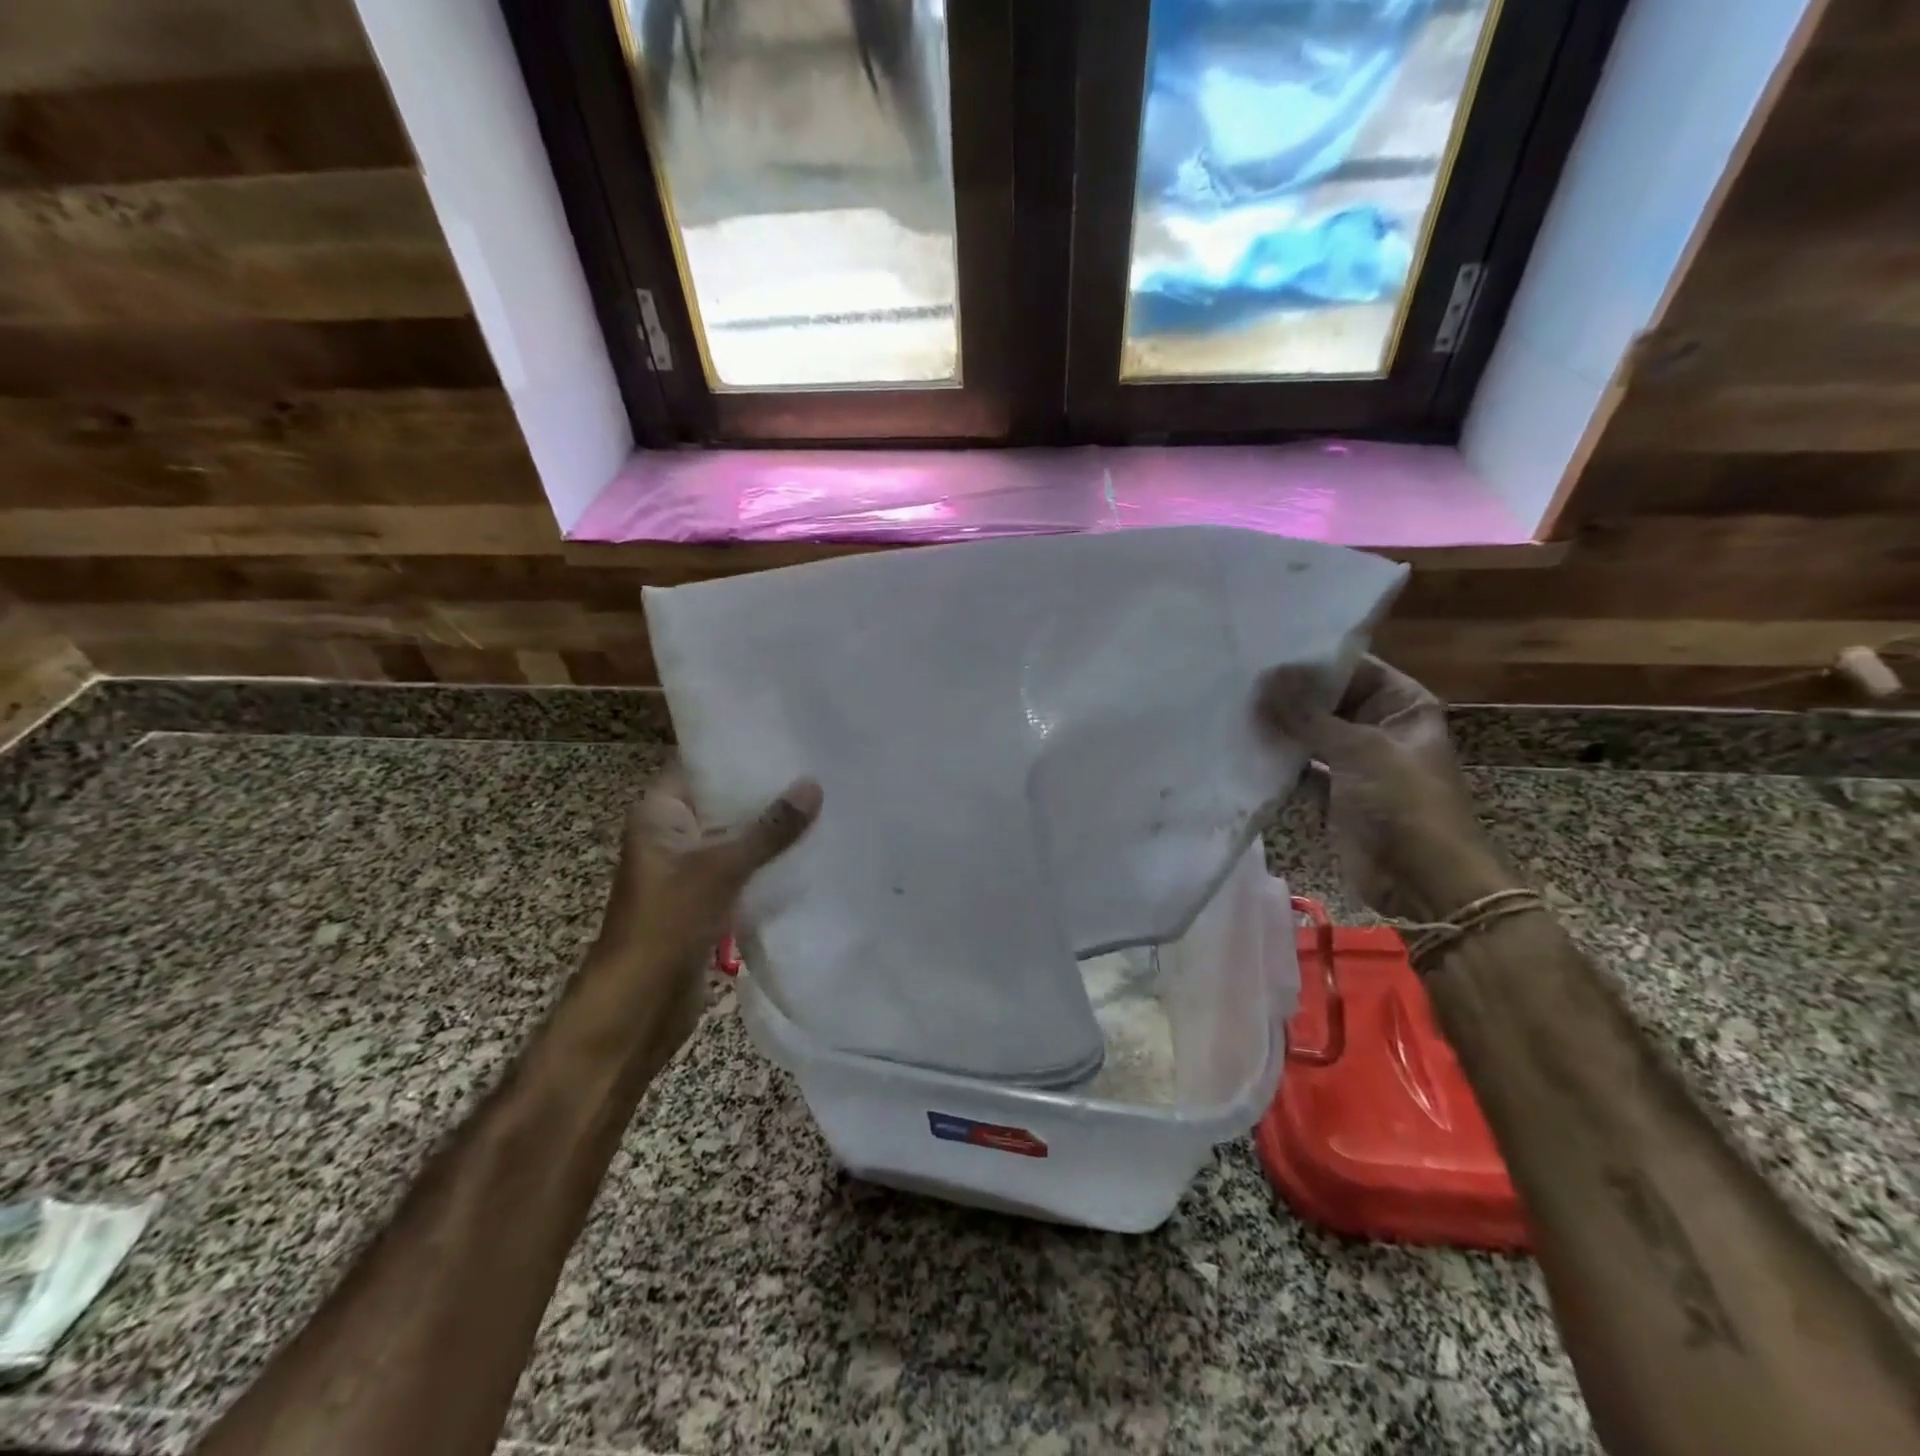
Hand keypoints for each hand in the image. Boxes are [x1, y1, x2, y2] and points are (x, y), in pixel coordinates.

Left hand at [587, 765, 821, 1049]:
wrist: (640, 1002)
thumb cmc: (668, 920)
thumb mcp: (722, 867)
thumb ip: (770, 828)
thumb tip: (813, 785)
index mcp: (659, 813)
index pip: (699, 765)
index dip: (737, 750)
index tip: (783, 734)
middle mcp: (672, 833)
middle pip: (723, 800)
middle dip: (765, 790)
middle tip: (816, 767)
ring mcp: (689, 867)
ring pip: (736, 836)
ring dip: (771, 828)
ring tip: (823, 802)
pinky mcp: (706, 897)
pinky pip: (742, 868)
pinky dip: (768, 860)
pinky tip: (810, 848)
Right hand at [1260, 657, 1517, 922]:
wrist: (1421, 880)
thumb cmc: (1403, 803)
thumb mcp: (1357, 750)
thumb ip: (1306, 716)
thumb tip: (1263, 681)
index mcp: (1402, 705)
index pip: (1354, 668)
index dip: (1311, 662)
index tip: (1264, 653)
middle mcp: (1380, 727)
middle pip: (1329, 701)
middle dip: (1289, 695)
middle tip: (1239, 681)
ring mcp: (1357, 762)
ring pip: (1312, 734)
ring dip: (1281, 728)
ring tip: (1234, 709)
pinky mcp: (1336, 793)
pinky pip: (1303, 768)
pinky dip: (1280, 761)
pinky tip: (1245, 748)